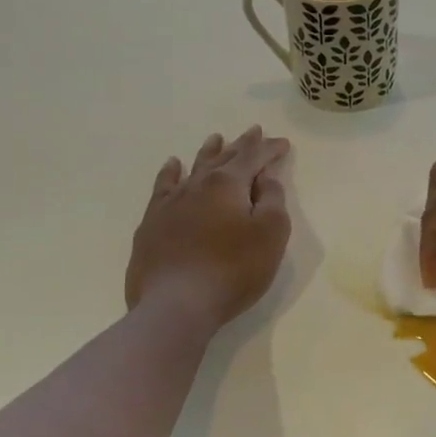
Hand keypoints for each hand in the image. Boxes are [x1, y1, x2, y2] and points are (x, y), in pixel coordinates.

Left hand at [126, 127, 291, 330]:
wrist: (176, 304)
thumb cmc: (233, 270)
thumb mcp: (270, 234)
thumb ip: (272, 200)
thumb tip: (265, 177)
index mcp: (229, 184)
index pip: (254, 157)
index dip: (269, 149)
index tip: (282, 144)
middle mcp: (198, 185)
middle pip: (224, 158)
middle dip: (242, 145)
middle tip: (254, 132)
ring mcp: (171, 203)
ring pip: (193, 168)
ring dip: (208, 152)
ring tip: (216, 139)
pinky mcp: (152, 223)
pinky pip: (163, 187)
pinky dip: (171, 173)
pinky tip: (173, 166)